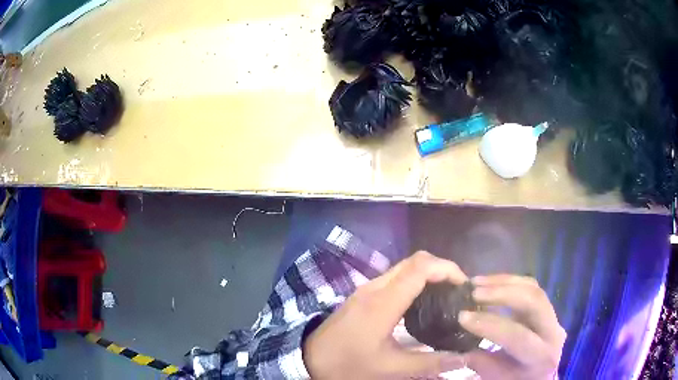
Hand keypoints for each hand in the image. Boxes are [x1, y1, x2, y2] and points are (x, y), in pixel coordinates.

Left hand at [303, 251, 467, 378]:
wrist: (310, 359)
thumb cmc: (348, 364)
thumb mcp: (390, 368)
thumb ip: (429, 362)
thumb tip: (462, 358)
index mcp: (383, 303)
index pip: (420, 268)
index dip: (447, 268)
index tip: (464, 285)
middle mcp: (375, 288)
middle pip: (414, 261)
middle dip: (442, 268)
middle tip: (458, 291)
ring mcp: (366, 289)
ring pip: (404, 267)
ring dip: (428, 273)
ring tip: (446, 295)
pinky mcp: (363, 295)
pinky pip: (395, 277)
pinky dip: (415, 280)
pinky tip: (422, 302)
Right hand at [459, 275, 566, 379]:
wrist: (538, 374)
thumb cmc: (515, 379)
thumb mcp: (497, 378)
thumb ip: (481, 362)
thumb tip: (460, 342)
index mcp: (541, 355)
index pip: (518, 336)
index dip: (490, 324)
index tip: (463, 316)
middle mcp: (553, 330)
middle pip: (534, 301)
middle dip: (502, 293)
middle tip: (473, 291)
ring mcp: (553, 314)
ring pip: (533, 288)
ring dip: (503, 282)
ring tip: (476, 282)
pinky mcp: (546, 305)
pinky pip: (530, 286)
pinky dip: (508, 281)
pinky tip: (490, 282)